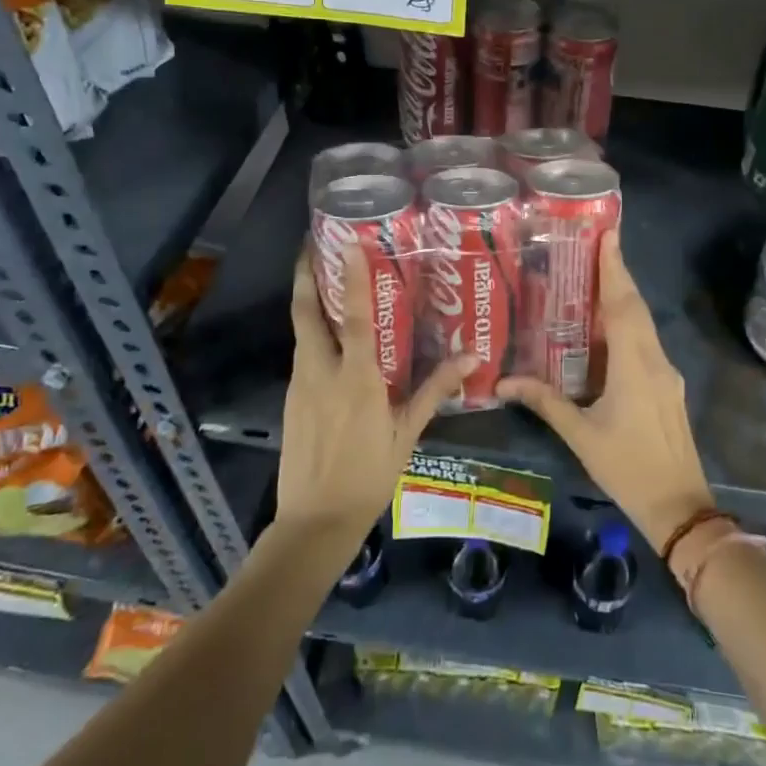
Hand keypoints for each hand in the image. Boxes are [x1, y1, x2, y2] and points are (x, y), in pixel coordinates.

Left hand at [275, 242, 474, 552]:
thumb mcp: (407, 433)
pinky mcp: (292, 400)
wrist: (314, 522)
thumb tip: (473, 357)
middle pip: (306, 313)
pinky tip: (327, 334)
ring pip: (301, 331)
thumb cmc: (369, 476)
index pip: (353, 316)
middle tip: (312, 246)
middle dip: (305, 276)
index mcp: (356, 378)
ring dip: (307, 300)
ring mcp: (301, 385)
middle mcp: (322, 372)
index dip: (349, 277)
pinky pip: (302, 354)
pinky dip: (311, 332)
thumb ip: (435, 390)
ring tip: (322, 277)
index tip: (346, 243)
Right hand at [498, 229, 713, 550]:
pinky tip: (607, 327)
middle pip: (636, 307)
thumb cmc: (628, 468)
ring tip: (595, 276)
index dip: (614, 268)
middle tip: (595, 244)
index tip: (608, 233)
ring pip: (644, 324)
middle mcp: (654, 360)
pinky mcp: (668, 386)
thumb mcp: (581, 435)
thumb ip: (545, 402)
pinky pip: (646, 342)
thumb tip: (503, 382)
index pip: (623, 305)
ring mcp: (666, 373)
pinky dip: (628, 323)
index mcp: (634, 366)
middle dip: (617, 274)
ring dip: (623, 297)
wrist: (681, 507)